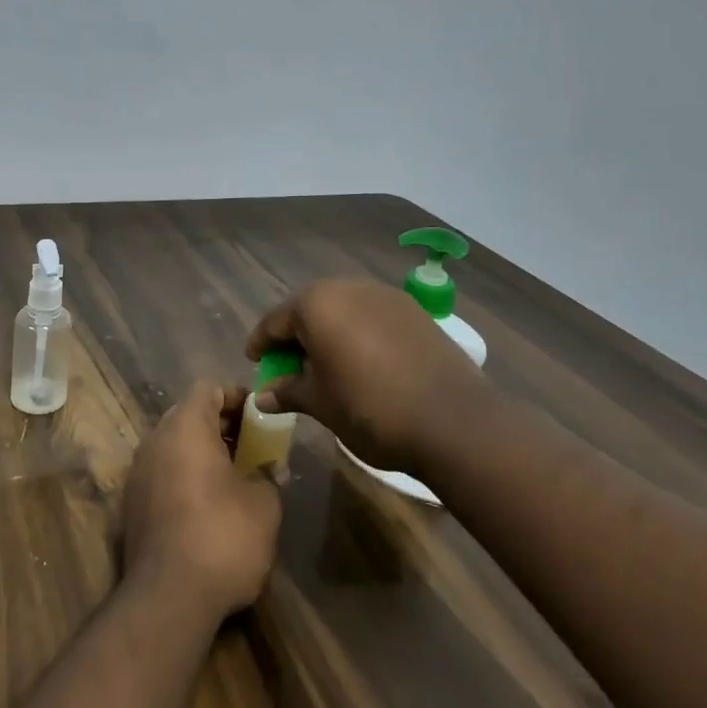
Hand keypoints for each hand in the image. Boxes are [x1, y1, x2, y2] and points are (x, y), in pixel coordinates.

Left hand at [123, 381, 281, 621]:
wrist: (167, 599)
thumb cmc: (222, 537)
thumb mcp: (263, 505)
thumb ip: (268, 476)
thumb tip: (271, 468)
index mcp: (185, 426)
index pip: (208, 388)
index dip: (236, 395)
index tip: (259, 414)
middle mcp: (155, 439)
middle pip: (188, 414)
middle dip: (221, 425)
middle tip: (252, 445)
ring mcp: (138, 472)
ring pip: (174, 445)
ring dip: (202, 452)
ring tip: (235, 476)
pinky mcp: (131, 504)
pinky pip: (162, 473)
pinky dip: (185, 476)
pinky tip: (209, 505)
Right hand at [245, 277, 484, 473]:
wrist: (452, 419)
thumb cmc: (370, 409)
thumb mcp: (320, 403)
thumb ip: (288, 391)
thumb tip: (262, 396)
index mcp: (315, 304)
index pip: (275, 321)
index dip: (261, 343)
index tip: (254, 360)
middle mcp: (347, 287)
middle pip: (309, 309)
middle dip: (296, 335)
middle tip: (289, 365)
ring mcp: (383, 295)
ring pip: (342, 309)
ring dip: (329, 332)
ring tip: (327, 364)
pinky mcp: (412, 309)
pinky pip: (371, 315)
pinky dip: (358, 333)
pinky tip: (363, 360)